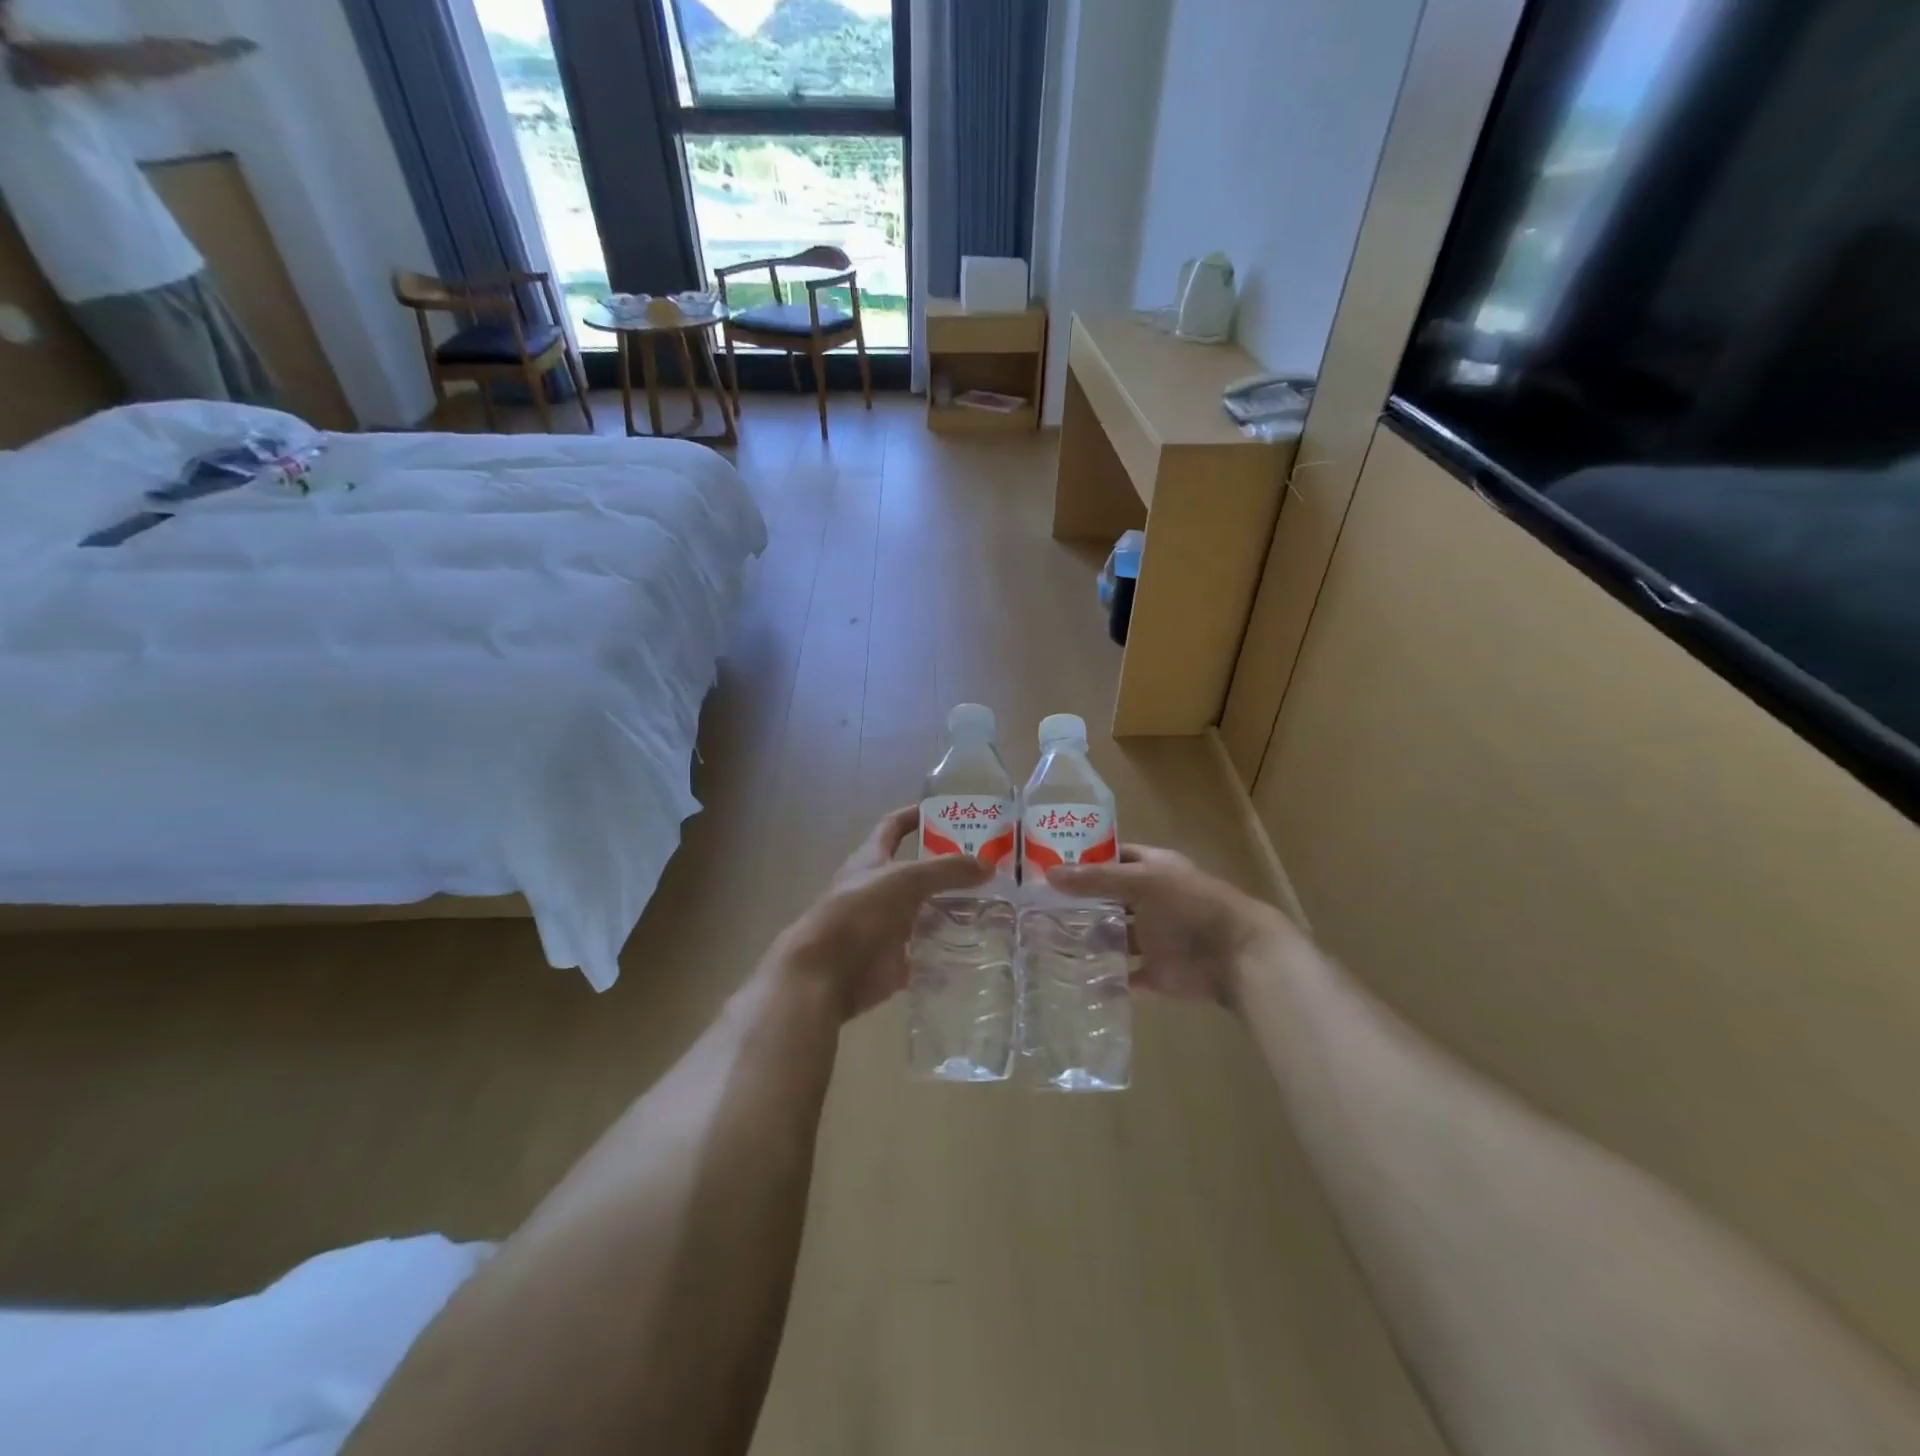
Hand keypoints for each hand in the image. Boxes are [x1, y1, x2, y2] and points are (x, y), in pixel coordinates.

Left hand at [770, 806, 990, 1019]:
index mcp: (871, 859)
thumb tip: (987, 865)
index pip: (893, 826)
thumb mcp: (905, 879)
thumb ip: (947, 870)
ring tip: (995, 903)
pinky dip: (949, 947)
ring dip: (954, 907)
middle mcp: (878, 888)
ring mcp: (886, 925)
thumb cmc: (859, 911)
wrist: (825, 973)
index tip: (946, 811)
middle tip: (988, 863)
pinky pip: (927, 950)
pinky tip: (979, 943)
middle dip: (948, 866)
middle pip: (917, 871)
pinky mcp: (894, 959)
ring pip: (926, 911)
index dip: (915, 815)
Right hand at [1047, 845, 1294, 1008]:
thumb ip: (1097, 879)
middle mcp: (1150, 901)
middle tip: (1036, 906)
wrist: (1236, 956)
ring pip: (1113, 937)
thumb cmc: (1191, 905)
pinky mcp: (1155, 972)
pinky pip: (1123, 977)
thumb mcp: (1142, 881)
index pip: (1112, 857)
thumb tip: (1049, 874)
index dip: (1084, 859)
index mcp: (1152, 869)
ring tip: (1045, 941)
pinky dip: (1104, 979)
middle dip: (1079, 903)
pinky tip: (1073, 978)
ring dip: (1087, 940)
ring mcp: (1153, 938)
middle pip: (1109, 899)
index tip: (1047, 863)